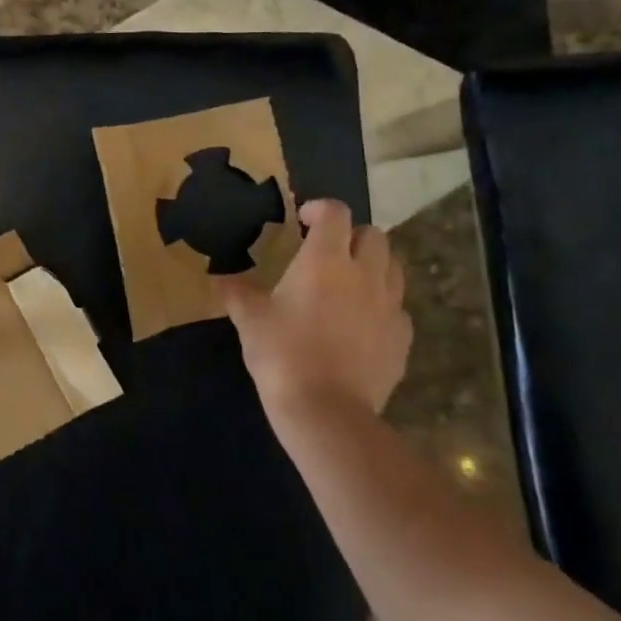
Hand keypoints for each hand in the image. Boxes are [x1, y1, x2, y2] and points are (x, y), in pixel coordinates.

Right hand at [215, 199, 410, 424]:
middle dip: (351, 235)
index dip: (319, 208)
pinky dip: (382, 305)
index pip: (335, 212)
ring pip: (393, 267)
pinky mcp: (401, 338)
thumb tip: (219, 279)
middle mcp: (364, 274)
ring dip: (373, 265)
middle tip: (328, 252)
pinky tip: (362, 323)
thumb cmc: (282, 354)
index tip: (303, 221)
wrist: (327, 412)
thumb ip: (237, 292)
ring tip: (348, 283)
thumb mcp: (250, 320)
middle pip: (373, 234)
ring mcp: (389, 306)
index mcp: (325, 259)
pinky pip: (398, 308)